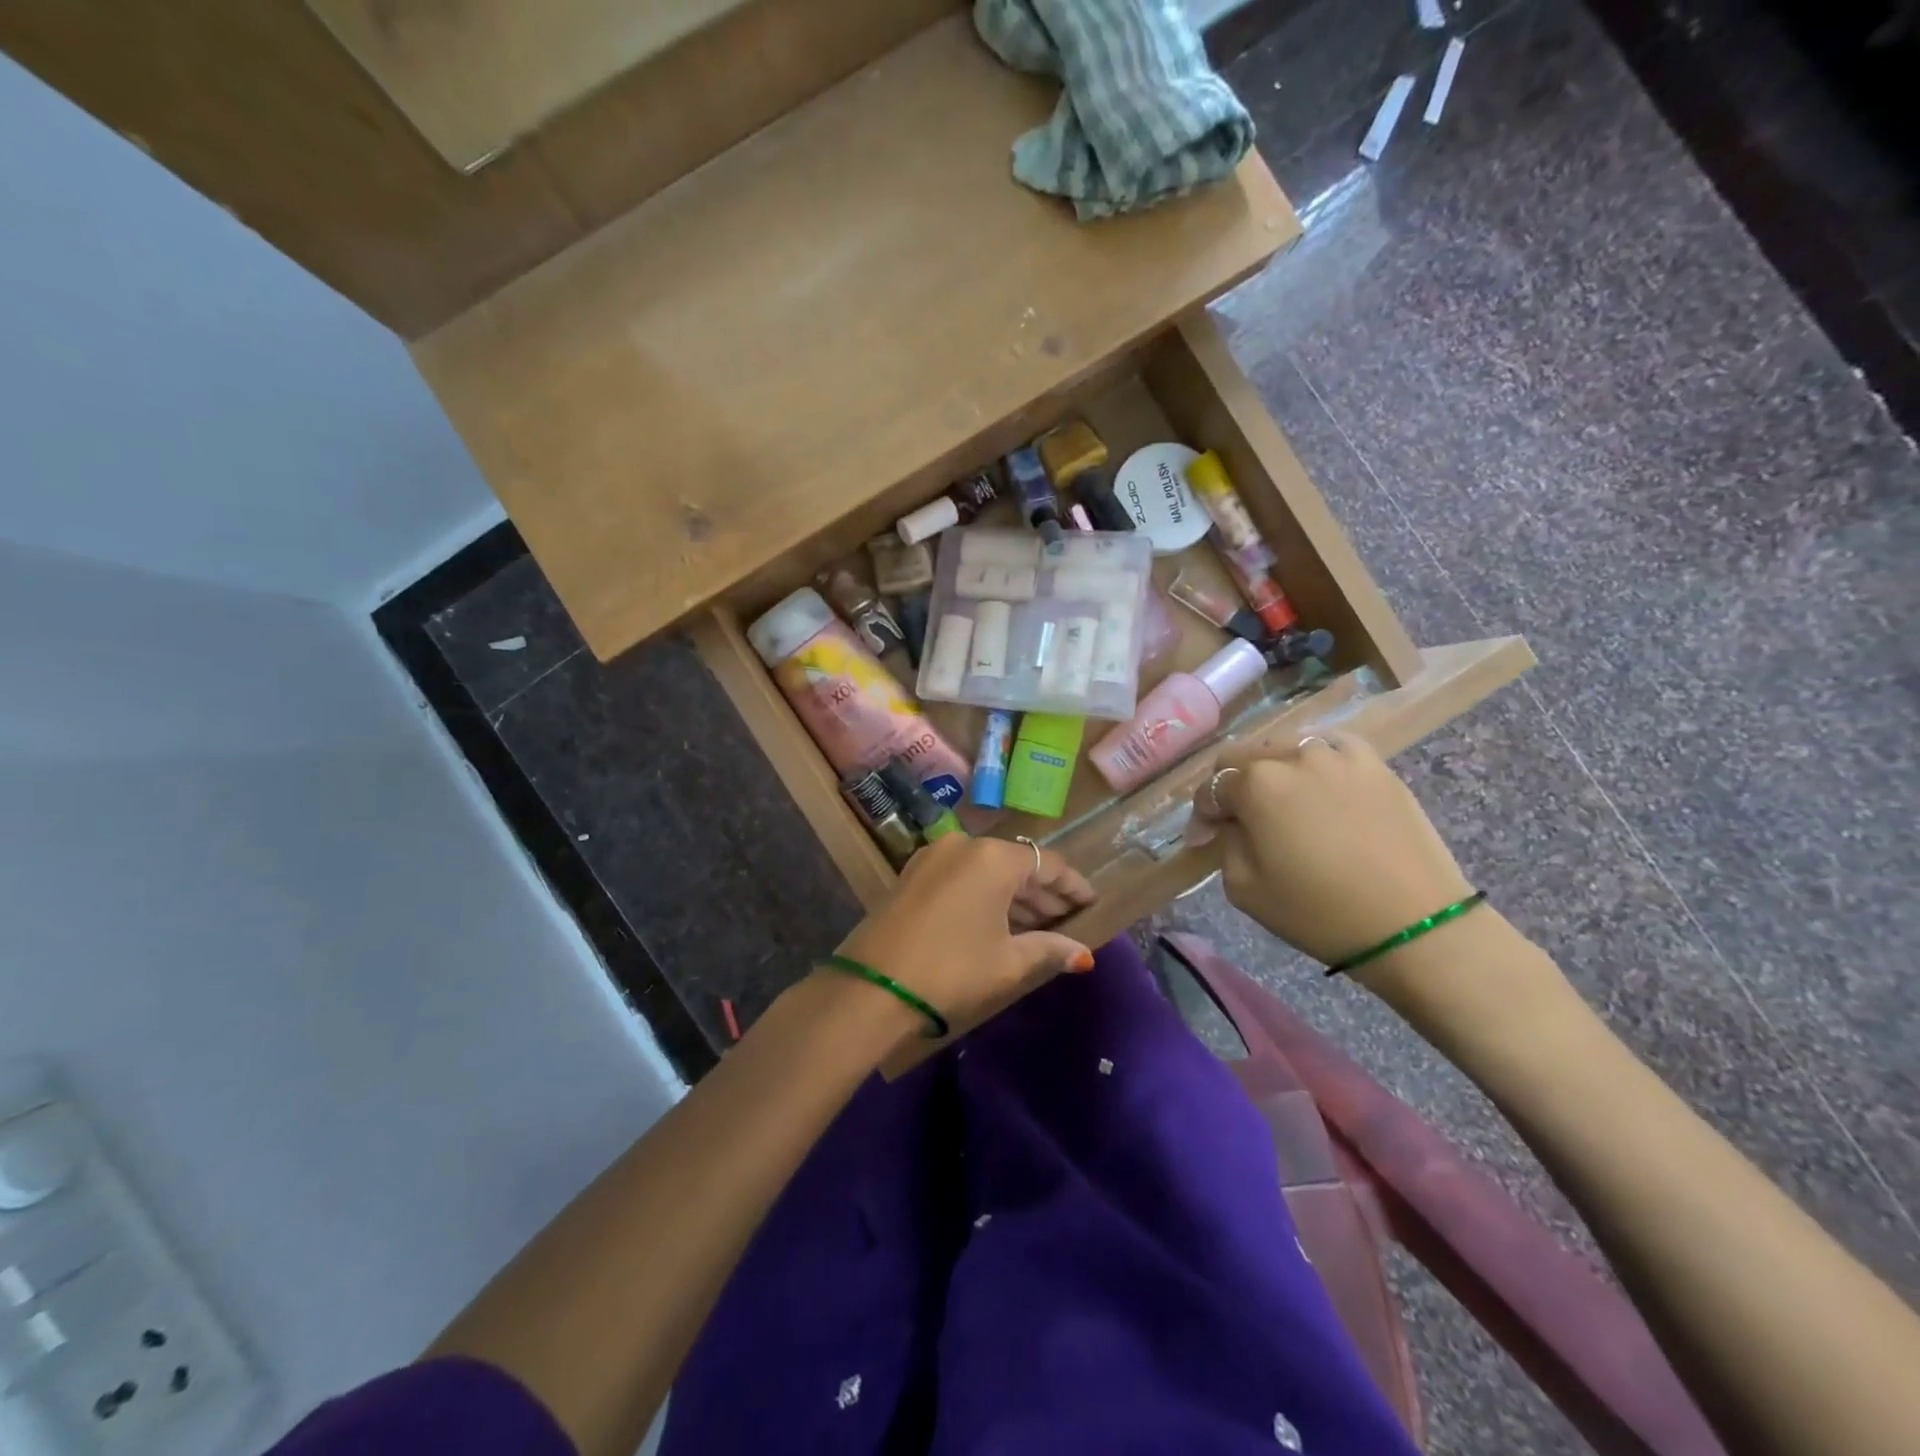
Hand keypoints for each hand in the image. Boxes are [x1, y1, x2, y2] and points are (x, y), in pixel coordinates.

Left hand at [832, 835, 1094, 1039]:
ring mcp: (933, 856)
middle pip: (1017, 864)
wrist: (871, 987)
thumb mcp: (1008, 962)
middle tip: (1067, 921)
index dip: (1074, 886)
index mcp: (994, 858)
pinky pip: (962, 876)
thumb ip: (1050, 949)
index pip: (1049, 865)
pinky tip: (998, 923)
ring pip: (987, 871)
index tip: (1092, 903)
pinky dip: (984, 895)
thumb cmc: (952, 969)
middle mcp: (964, 845)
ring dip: (1013, 896)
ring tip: (1038, 927)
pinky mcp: (912, 874)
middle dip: (1043, 893)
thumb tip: (1084, 956)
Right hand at [1193, 731, 1473, 967]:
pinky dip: (1317, 758)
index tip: (1204, 840)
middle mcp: (1293, 756)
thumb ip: (1226, 843)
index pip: (1212, 788)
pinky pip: (1334, 746)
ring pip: (1287, 745)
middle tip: (1236, 819)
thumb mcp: (1244, 888)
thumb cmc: (1318, 912)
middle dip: (1231, 785)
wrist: (1414, 925)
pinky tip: (1320, 779)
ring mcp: (1338, 756)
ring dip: (1272, 768)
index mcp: (1256, 784)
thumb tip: (1230, 824)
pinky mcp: (1376, 765)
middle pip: (1244, 756)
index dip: (1203, 815)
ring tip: (1279, 799)